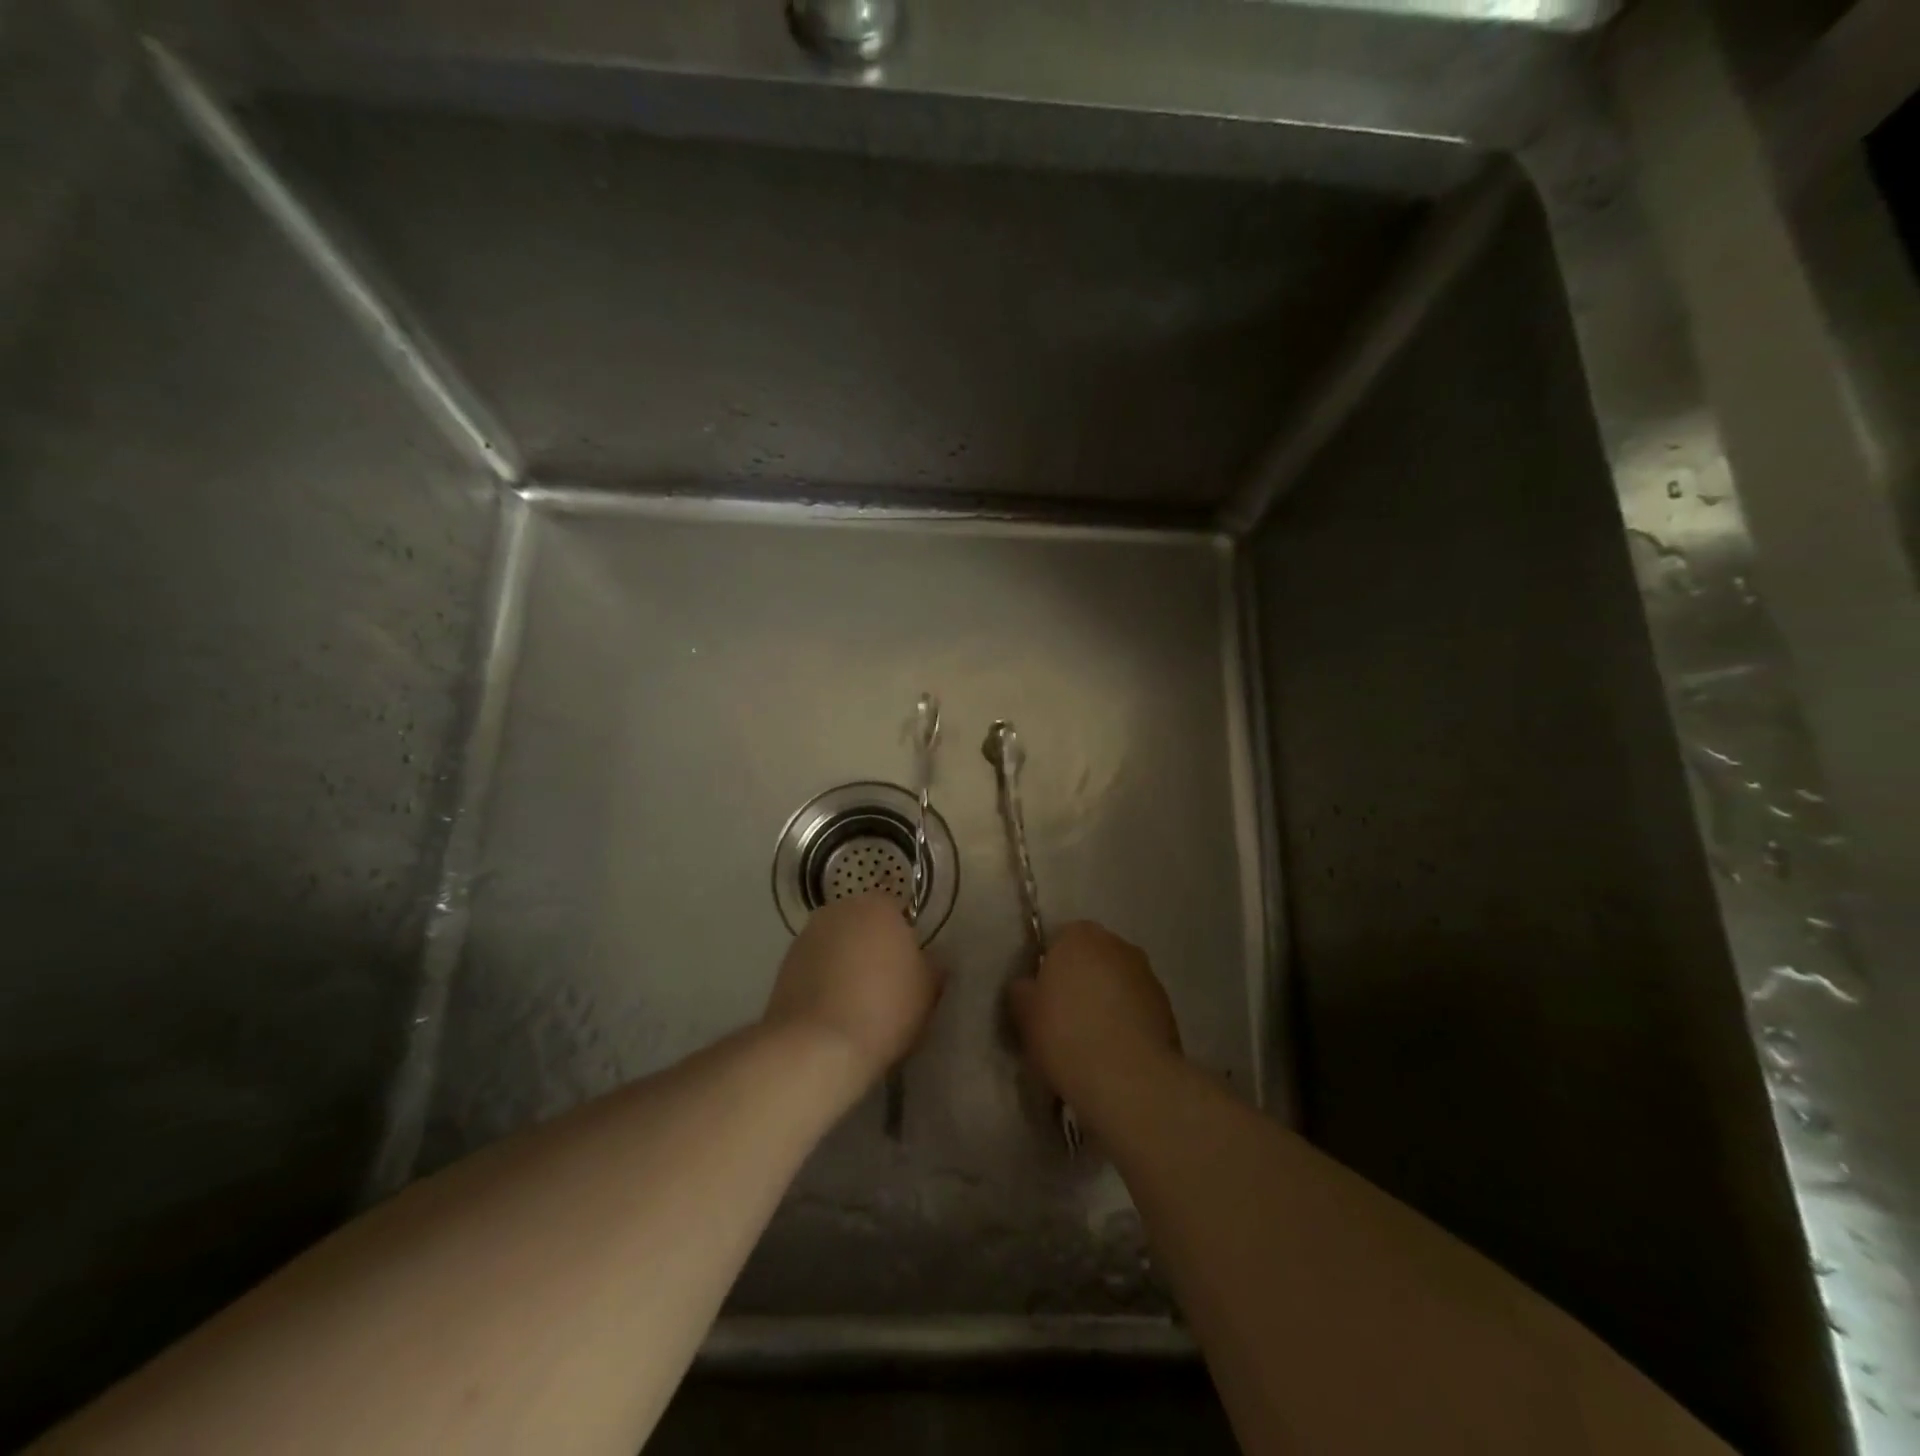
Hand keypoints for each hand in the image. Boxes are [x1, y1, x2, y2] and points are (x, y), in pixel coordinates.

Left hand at [763, 893, 940, 1086]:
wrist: (818, 1046)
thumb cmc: (885, 1008)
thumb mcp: (928, 990)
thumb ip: (933, 965)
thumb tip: (931, 958)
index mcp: (878, 906)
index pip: (896, 910)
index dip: (904, 938)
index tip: (909, 967)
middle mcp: (839, 910)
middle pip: (862, 922)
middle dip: (871, 944)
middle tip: (884, 982)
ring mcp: (806, 936)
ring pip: (835, 943)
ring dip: (844, 961)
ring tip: (855, 1001)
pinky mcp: (783, 964)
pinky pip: (813, 966)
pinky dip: (822, 980)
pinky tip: (831, 1011)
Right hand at [1009, 921, 1182, 1112]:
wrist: (1127, 1078)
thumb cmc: (1065, 1034)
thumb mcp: (1024, 1013)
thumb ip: (1022, 991)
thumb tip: (1028, 987)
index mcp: (1080, 936)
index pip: (1060, 940)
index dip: (1051, 968)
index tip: (1044, 998)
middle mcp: (1117, 945)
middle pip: (1093, 959)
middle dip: (1081, 982)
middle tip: (1065, 1019)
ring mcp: (1147, 975)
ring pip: (1117, 983)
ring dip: (1107, 1002)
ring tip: (1092, 1042)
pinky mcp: (1168, 1008)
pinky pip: (1137, 1009)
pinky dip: (1127, 1023)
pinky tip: (1115, 1054)